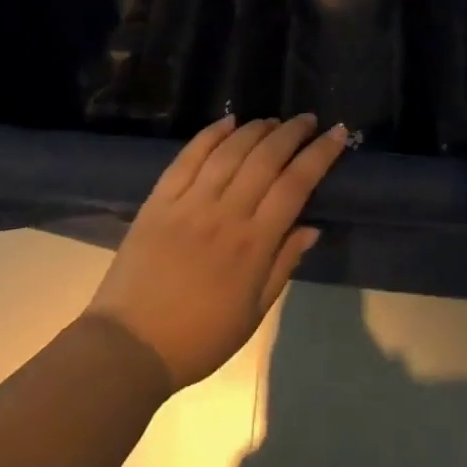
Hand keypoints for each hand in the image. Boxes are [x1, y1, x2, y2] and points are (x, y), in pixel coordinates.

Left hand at [85, 114, 345, 390]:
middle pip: (266, 158)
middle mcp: (225, 213)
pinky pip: (189, 156)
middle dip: (292, 133)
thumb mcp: (253, 313)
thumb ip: (283, 265)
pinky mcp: (160, 199)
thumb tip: (312, 227)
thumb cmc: (199, 337)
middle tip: (308, 120)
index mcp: (253, 244)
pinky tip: (228, 122)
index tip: (337, 134)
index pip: (295, 185)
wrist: (129, 346)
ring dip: (256, 129)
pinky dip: (211, 134)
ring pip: (230, 150)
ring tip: (273, 120)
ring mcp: (189, 202)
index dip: (320, 154)